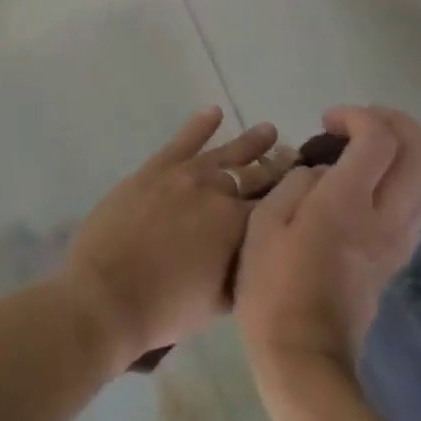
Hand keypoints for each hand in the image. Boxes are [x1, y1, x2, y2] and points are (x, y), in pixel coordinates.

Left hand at [58, 108, 292, 371]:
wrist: (108, 292)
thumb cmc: (166, 309)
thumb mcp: (220, 301)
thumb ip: (243, 271)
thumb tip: (259, 253)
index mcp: (241, 229)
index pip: (278, 206)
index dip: (295, 196)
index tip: (312, 186)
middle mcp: (220, 194)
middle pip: (257, 175)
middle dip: (278, 167)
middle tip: (296, 158)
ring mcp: (186, 176)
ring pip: (226, 154)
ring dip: (250, 142)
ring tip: (269, 131)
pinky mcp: (156, 168)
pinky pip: (184, 139)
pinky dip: (200, 124)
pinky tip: (214, 112)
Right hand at [236, 106, 420, 377]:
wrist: (303, 354)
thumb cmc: (271, 284)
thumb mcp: (264, 221)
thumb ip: (295, 183)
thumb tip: (319, 173)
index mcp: (348, 203)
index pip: (380, 139)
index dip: (357, 116)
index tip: (327, 120)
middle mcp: (386, 217)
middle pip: (420, 154)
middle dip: (395, 123)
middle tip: (358, 120)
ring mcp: (398, 241)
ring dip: (405, 150)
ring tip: (365, 145)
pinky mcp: (397, 258)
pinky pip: (417, 204)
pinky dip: (403, 177)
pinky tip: (369, 181)